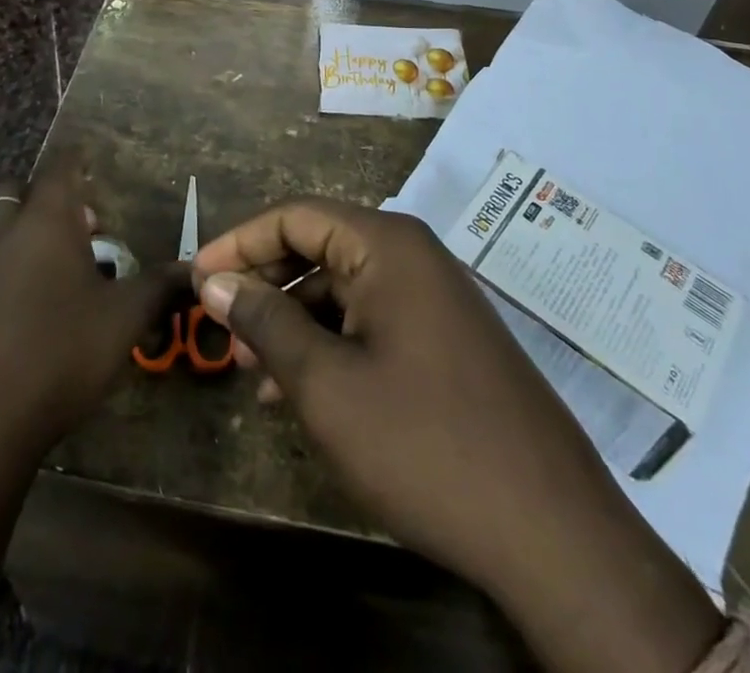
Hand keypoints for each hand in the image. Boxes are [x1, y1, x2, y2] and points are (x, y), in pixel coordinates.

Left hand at [0, 176, 182, 452]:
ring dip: (6, 226)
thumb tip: (196, 271)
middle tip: (72, 221)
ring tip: (35, 251)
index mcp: (46, 221)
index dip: (74, 160)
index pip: (58, 169)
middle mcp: (5, 233)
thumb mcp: (125, 318)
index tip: (87, 158)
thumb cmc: (61, 350)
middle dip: (39, 195)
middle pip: (12, 191)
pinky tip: (11, 294)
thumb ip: (160, 287)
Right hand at [193, 199, 723, 672]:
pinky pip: (373, 320)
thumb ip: (267, 322)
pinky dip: (332, 344)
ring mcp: (436, 297)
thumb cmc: (425, 445)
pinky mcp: (448, 339)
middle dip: (267, 285)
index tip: (196, 279)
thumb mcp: (327, 384)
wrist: (553, 532)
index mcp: (387, 245)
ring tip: (257, 373)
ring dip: (296, 321)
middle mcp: (413, 256)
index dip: (240, 242)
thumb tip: (215, 281)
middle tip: (226, 333)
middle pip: (320, 247)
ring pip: (345, 288)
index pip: (295, 215)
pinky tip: (306, 392)